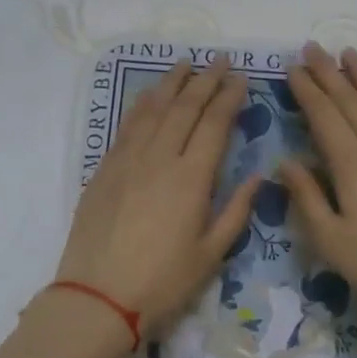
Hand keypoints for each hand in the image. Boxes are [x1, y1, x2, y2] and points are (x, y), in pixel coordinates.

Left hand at [54, 55, 261, 339]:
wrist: (98, 297)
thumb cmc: (163, 282)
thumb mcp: (211, 254)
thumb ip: (236, 211)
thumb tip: (258, 176)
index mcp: (191, 178)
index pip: (214, 124)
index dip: (229, 97)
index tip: (241, 78)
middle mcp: (159, 158)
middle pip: (184, 108)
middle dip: (205, 80)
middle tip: (220, 60)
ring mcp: (127, 161)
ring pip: (152, 110)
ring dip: (171, 83)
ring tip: (186, 64)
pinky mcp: (104, 170)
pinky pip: (126, 126)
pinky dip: (142, 105)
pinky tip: (150, 97)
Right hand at [279, 44, 356, 324]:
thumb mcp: (330, 239)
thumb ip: (306, 197)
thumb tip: (285, 162)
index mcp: (350, 164)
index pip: (324, 116)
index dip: (306, 90)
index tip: (292, 68)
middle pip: (350, 100)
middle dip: (329, 73)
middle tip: (312, 47)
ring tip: (347, 53)